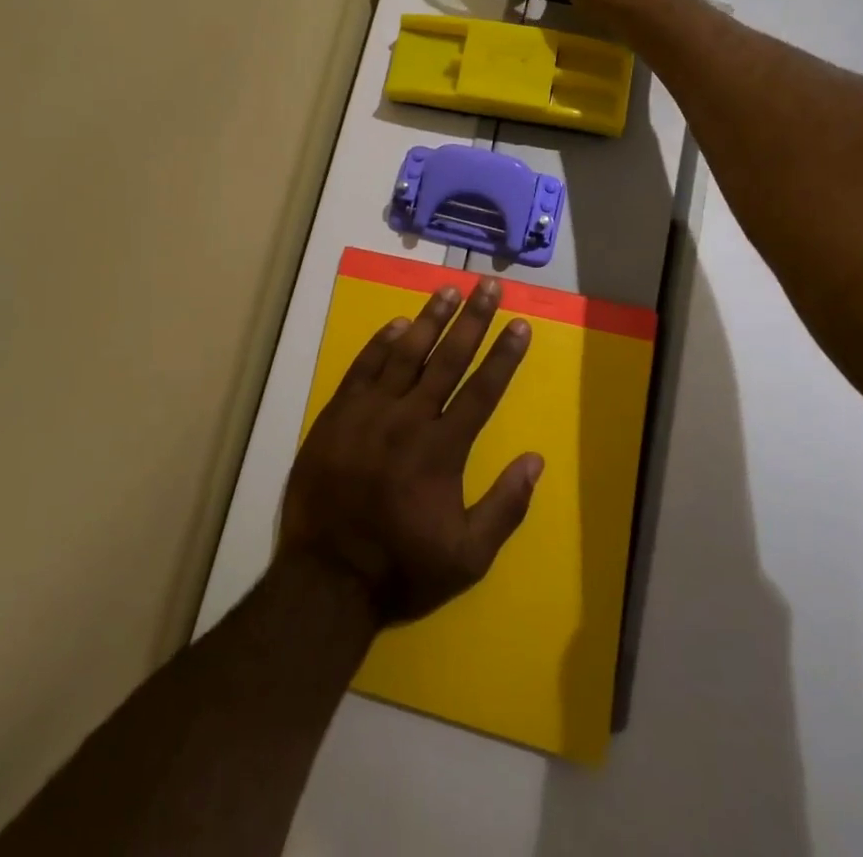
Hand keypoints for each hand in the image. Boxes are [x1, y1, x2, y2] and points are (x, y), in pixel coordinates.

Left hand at [277, 278, 543, 624]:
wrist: (327, 576)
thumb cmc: (402, 566)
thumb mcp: (468, 557)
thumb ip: (505, 507)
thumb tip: (535, 460)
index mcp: (443, 450)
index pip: (482, 390)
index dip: (503, 355)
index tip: (520, 323)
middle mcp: (409, 419)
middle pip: (447, 359)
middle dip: (472, 320)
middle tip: (488, 285)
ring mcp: (369, 412)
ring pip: (404, 354)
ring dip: (429, 318)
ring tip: (448, 289)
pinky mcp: (338, 413)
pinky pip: (363, 368)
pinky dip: (380, 343)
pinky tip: (396, 323)